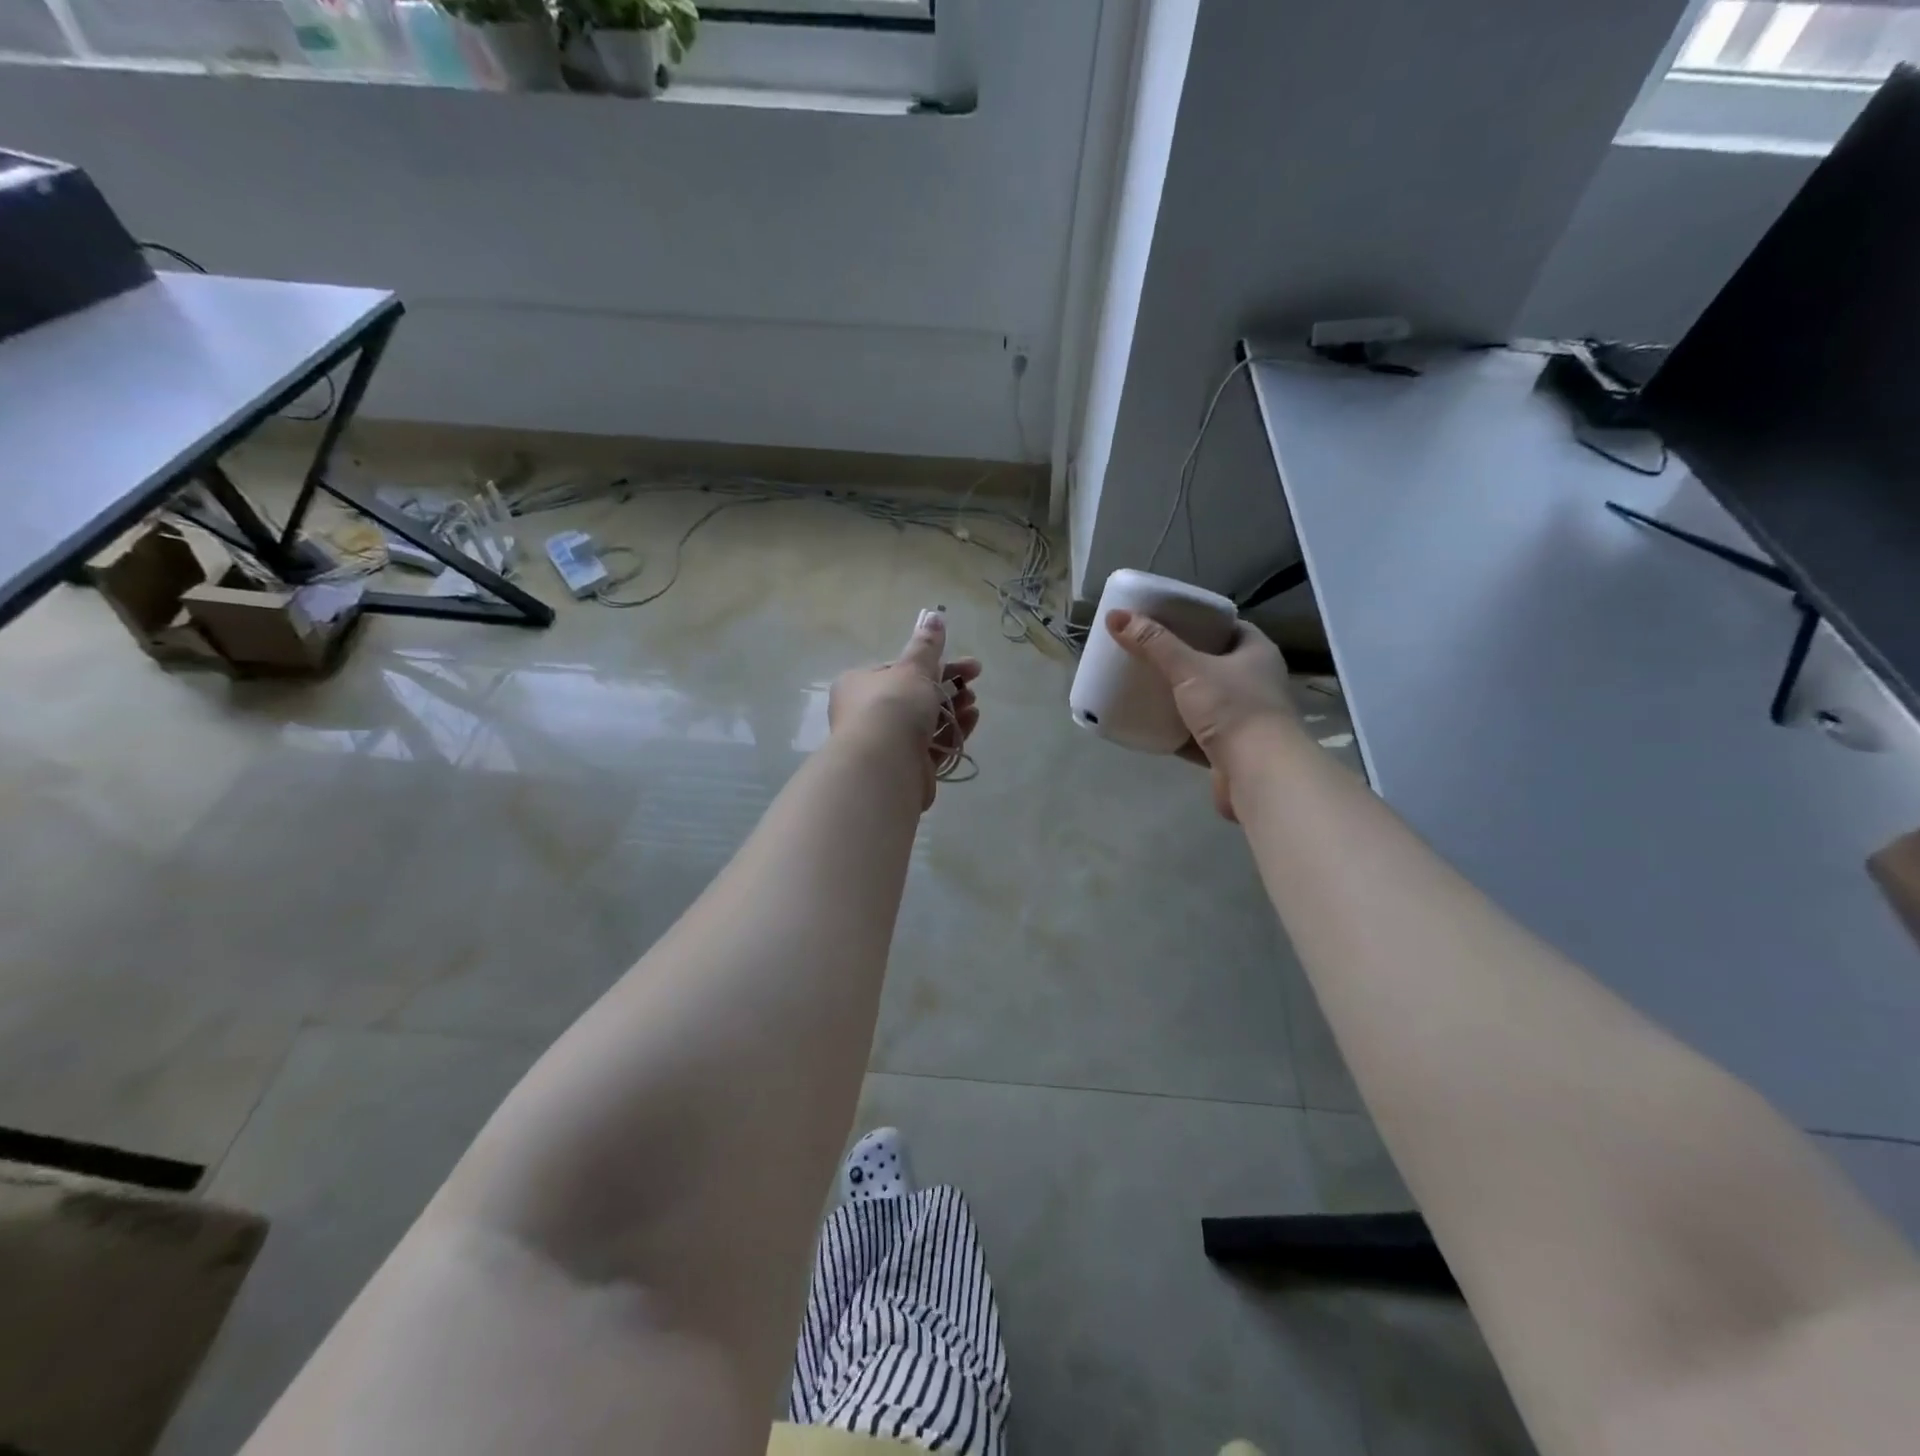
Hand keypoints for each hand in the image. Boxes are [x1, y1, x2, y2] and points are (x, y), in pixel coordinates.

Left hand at [829, 609, 981, 809]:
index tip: (962, 663)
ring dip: (953, 709)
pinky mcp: (905, 767)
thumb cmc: (893, 707)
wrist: (884, 766)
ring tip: (974, 703)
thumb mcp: (914, 669)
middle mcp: (867, 713)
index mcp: (859, 684)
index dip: (932, 664)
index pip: (898, 669)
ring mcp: (886, 743)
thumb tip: (934, 615)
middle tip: (974, 680)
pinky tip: (972, 720)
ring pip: (925, 721)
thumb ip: (927, 645)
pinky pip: (932, 745)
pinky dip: (952, 732)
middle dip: (947, 686)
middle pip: (914, 695)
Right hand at [1106, 608, 1295, 821]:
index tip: (1166, 621)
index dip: (1198, 621)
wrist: (1259, 774)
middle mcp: (1256, 682)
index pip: (1227, 626)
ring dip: (1179, 696)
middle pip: (1214, 663)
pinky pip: (1198, 733)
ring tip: (1144, 685)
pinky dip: (1177, 730)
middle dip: (1182, 659)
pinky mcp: (1231, 749)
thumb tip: (1115, 615)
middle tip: (1147, 652)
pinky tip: (1151, 725)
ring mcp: (1245, 718)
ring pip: (1206, 700)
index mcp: (1257, 652)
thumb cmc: (1233, 709)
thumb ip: (1153, 643)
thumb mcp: (1189, 669)